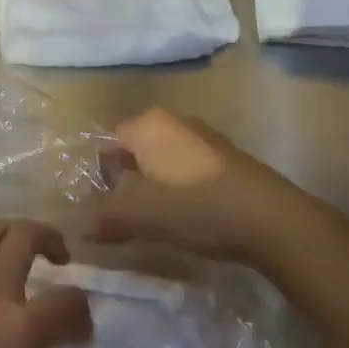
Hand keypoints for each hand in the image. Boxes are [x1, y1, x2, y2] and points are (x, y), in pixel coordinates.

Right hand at [93, 107, 342, 267]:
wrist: (270, 218)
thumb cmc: (194, 206)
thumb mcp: (138, 214)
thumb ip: (103, 216)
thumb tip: (78, 226)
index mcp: (146, 124)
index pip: (105, 144)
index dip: (100, 179)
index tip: (106, 212)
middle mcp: (172, 120)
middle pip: (133, 152)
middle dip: (127, 185)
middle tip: (130, 220)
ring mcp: (203, 136)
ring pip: (161, 163)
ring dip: (154, 190)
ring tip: (160, 224)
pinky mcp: (226, 157)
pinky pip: (187, 171)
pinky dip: (181, 191)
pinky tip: (191, 219)